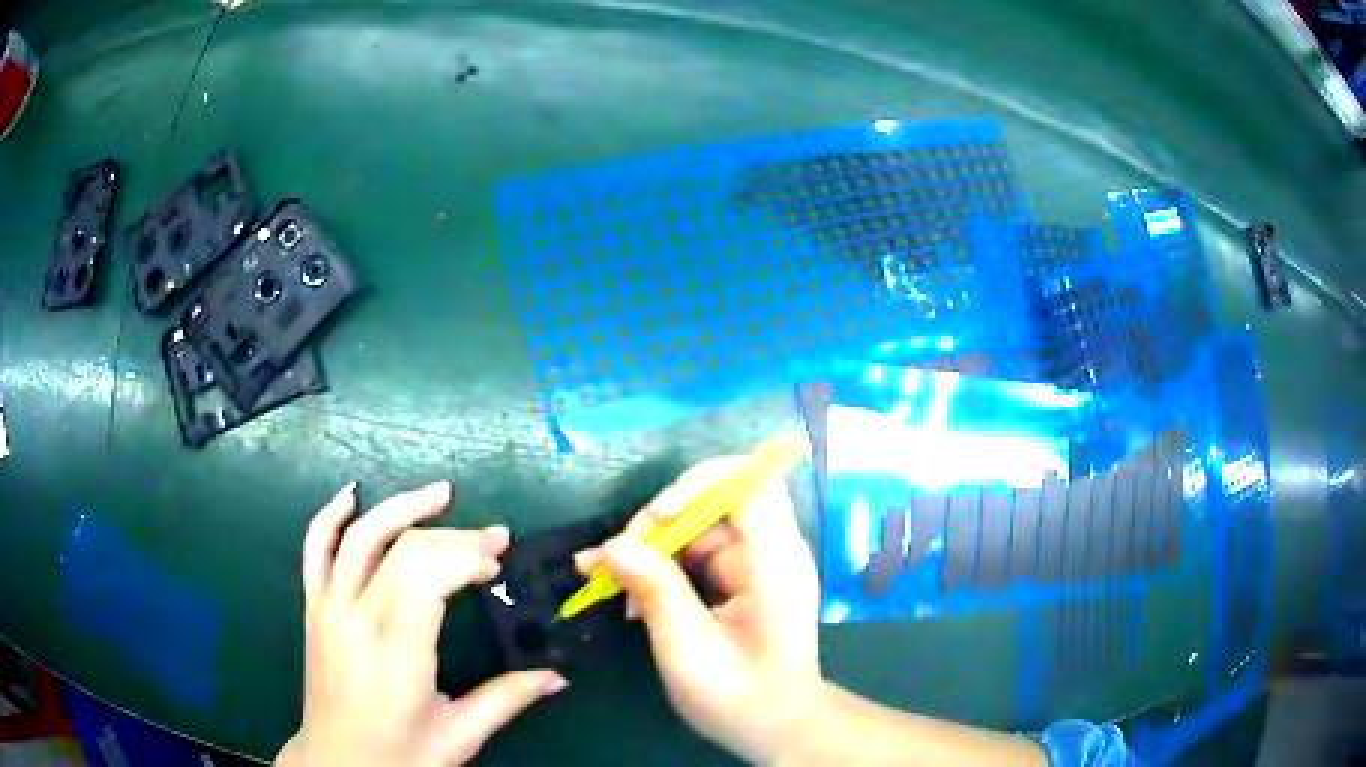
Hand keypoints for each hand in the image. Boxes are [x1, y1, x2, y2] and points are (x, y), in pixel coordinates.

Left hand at [276, 482, 566, 766]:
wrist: (338, 765)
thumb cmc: (400, 755)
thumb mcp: (459, 736)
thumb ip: (507, 699)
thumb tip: (559, 675)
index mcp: (396, 651)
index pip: (426, 574)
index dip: (466, 555)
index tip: (499, 564)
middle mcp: (357, 618)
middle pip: (402, 548)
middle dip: (453, 536)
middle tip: (495, 538)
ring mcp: (328, 607)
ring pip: (360, 536)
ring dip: (401, 507)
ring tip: (441, 494)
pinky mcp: (313, 607)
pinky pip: (314, 548)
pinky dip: (330, 515)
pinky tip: (353, 496)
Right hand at [575, 459, 822, 763]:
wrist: (778, 727)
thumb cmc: (740, 698)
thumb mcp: (690, 652)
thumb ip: (656, 593)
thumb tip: (613, 546)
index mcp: (774, 561)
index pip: (750, 483)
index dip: (698, 485)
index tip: (657, 520)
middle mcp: (772, 551)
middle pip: (714, 502)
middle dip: (659, 523)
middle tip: (611, 560)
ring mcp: (758, 564)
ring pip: (699, 528)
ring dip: (652, 547)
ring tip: (606, 577)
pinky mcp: (744, 580)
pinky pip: (699, 555)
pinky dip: (663, 567)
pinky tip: (630, 594)